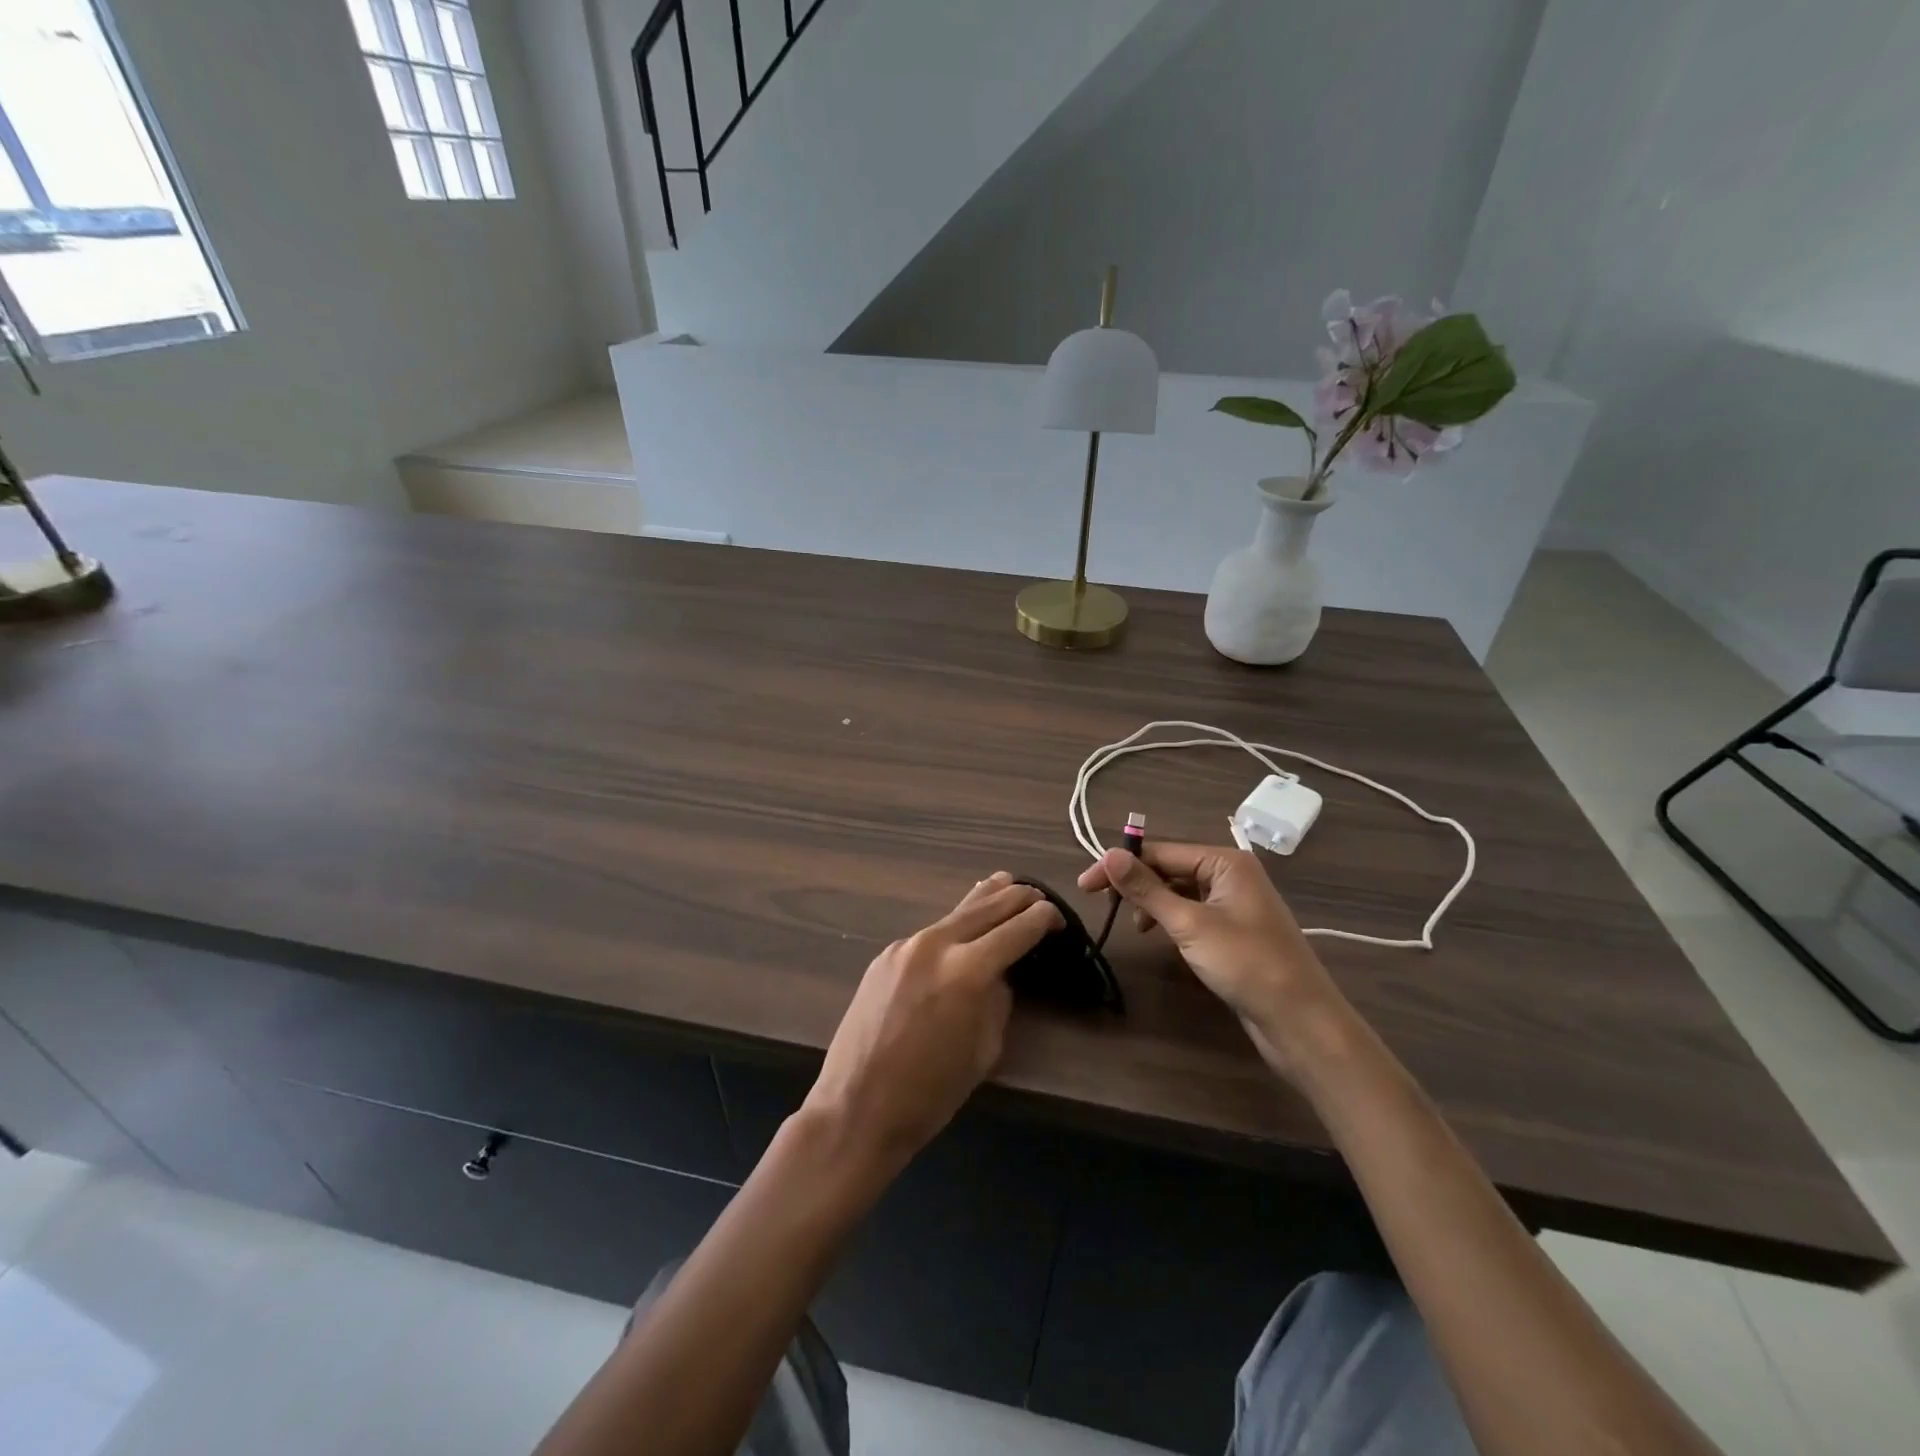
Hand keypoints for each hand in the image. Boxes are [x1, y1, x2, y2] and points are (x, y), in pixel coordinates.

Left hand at [802, 872, 1060, 1173]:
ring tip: (1006, 883)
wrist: (857, 1106)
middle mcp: (937, 944)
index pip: (1018, 928)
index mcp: (968, 970)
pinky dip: (954, 926)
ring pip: (956, 911)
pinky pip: (930, 933)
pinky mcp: (886, 955)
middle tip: (1040, 898)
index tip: (1058, 918)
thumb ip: (998, 999)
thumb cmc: (931, 1093)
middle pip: (988, 905)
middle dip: (1019, 897)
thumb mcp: (984, 1048)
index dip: (1043, 919)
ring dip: (986, 899)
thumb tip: (999, 973)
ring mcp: (906, 945)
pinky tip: (963, 926)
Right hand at [1078, 843, 1346, 1073]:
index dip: (1120, 866)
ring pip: (1180, 891)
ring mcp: (1235, 903)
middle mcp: (1231, 874)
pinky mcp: (1235, 930)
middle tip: (1102, 905)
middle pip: (1170, 868)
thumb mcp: (1189, 924)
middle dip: (1137, 884)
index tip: (1085, 885)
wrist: (1300, 1021)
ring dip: (1153, 903)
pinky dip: (1171, 919)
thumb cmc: (1246, 964)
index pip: (1160, 852)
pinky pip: (1193, 912)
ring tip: (1138, 927)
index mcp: (1225, 861)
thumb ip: (1147, 889)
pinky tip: (1160, 936)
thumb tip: (1108, 855)